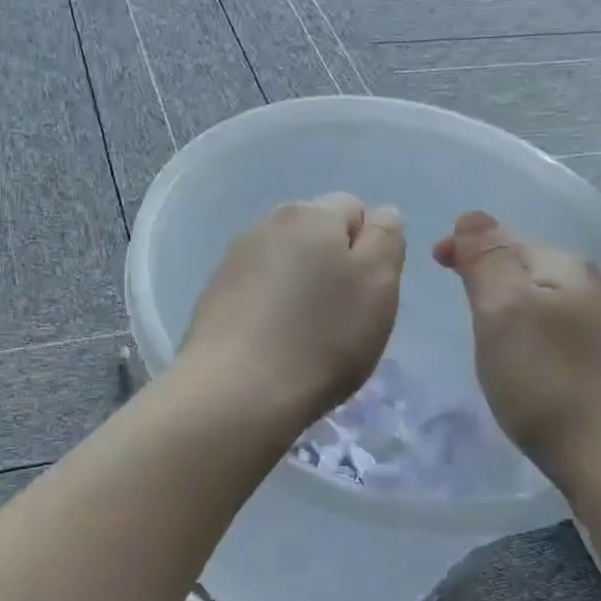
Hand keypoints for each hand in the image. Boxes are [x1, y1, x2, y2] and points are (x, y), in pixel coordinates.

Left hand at [180, 193, 404, 427]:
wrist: (236, 390)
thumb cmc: (321, 337)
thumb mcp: (377, 285)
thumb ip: (386, 238)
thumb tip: (379, 215)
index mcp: (311, 212)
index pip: (355, 209)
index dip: (369, 249)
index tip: (366, 293)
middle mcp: (267, 222)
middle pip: (316, 233)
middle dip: (333, 264)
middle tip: (340, 316)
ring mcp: (234, 257)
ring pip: (285, 261)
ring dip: (300, 285)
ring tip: (303, 334)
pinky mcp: (214, 293)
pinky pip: (257, 288)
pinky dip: (270, 306)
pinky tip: (272, 342)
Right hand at [434, 211, 600, 478]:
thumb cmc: (548, 380)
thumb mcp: (503, 311)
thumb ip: (488, 259)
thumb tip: (473, 216)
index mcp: (565, 267)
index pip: (507, 237)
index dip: (467, 244)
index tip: (434, 261)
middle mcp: (595, 287)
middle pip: (531, 265)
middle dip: (492, 270)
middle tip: (457, 290)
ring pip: (550, 298)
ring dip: (516, 302)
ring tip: (488, 323)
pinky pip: (563, 330)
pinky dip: (536, 331)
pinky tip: (530, 356)